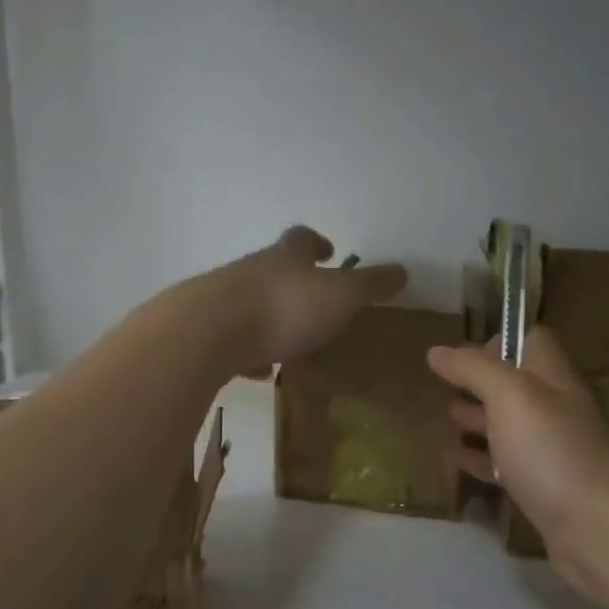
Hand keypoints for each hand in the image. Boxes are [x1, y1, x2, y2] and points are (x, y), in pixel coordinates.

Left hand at [208, 227, 406, 375]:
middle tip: (313, 302)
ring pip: (251, 302)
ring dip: (270, 317)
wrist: (209, 333)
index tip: (330, 251)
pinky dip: (248, 350)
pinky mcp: (205, 331)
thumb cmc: (284, 308)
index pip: (302, 239)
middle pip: (273, 267)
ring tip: (290, 342)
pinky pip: (233, 337)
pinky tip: (258, 370)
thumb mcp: (340, 296)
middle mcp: (251, 270)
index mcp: (286, 257)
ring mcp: (223, 299)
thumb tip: (403, 271)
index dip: (317, 242)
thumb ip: (370, 285)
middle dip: (293, 281)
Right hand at [427, 329, 608, 599]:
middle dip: (481, 383)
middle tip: (444, 387)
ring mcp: (552, 451)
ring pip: (510, 426)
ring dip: (479, 420)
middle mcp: (556, 409)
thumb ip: (474, 369)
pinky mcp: (544, 489)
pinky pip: (507, 466)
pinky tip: (456, 461)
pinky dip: (481, 460)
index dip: (498, 340)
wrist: (598, 529)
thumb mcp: (510, 397)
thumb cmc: (552, 452)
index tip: (461, 356)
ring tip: (446, 418)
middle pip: (517, 385)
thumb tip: (437, 350)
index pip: (531, 341)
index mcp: (553, 378)